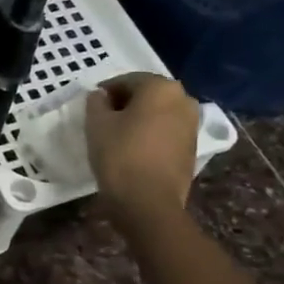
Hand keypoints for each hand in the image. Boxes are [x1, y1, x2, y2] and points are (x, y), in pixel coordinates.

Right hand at [85, 72, 201, 225]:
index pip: (127, 80)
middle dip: (125, 104)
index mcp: (161, 87)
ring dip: (139, 120)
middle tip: (103, 120)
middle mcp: (184, 100)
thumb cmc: (120, 155)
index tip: (91, 107)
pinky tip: (134, 150)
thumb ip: (96, 102)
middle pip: (147, 95)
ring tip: (118, 137)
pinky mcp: (192, 148)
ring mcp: (192, 125)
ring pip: (158, 114)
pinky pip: (166, 132)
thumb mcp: (97, 124)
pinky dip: (151, 135)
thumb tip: (101, 96)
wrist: (149, 203)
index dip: (105, 92)